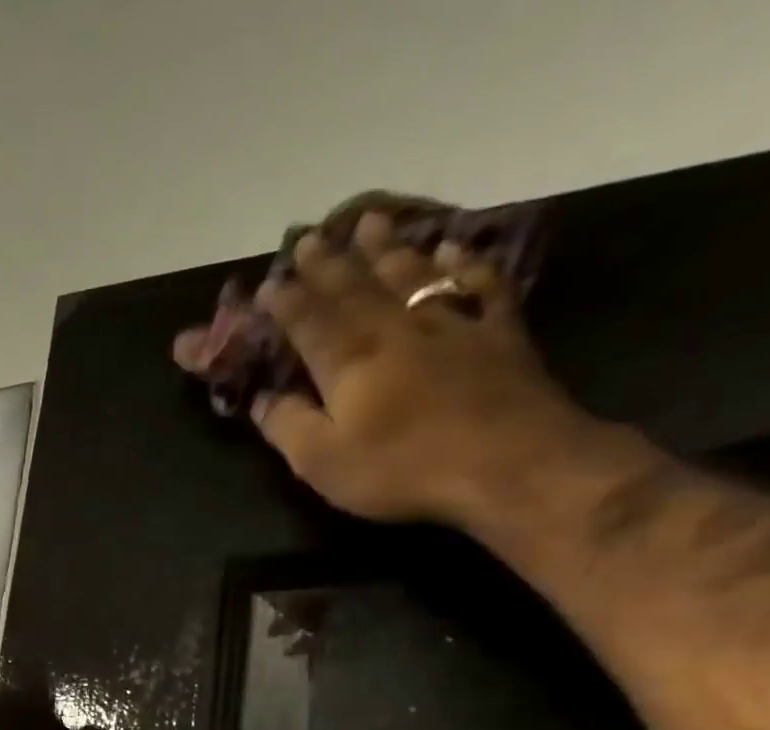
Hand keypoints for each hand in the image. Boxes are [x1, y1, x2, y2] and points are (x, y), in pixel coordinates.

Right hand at [179, 210, 599, 524]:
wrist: (508, 463)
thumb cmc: (401, 468)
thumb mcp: (322, 462)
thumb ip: (287, 426)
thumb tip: (260, 399)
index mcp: (348, 362)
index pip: (308, 322)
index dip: (286, 302)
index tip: (268, 283)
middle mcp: (395, 330)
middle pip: (356, 287)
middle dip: (328, 263)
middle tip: (309, 236)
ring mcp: (451, 325)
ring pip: (411, 275)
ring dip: (387, 248)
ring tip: (369, 221)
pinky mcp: (498, 334)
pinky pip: (478, 285)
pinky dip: (464, 263)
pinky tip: (453, 248)